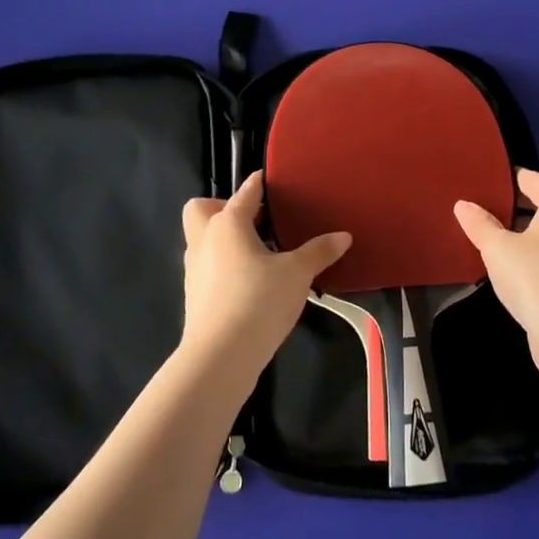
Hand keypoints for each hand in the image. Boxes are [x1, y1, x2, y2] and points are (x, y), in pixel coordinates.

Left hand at [181, 171, 351, 388]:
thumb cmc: (258, 301)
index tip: (272, 181)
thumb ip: (319, 251)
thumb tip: (344, 236)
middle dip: (223, 208)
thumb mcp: (297, 274)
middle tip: (255, 222)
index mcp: (228, 223)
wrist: (220, 356)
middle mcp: (204, 239)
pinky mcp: (194, 294)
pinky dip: (224, 265)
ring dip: (225, 239)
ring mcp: (194, 268)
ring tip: (260, 253)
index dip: (260, 183)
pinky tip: (251, 281)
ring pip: (203, 239)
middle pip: (202, 209)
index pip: (245, 191)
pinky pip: (207, 266)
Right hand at [454, 168, 538, 382]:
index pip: (533, 179)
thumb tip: (463, 205)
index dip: (508, 179)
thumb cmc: (533, 276)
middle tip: (483, 208)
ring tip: (493, 236)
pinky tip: (511, 265)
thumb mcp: (497, 247)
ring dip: (525, 232)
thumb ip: (480, 224)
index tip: (483, 182)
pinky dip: (535, 253)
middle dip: (516, 206)